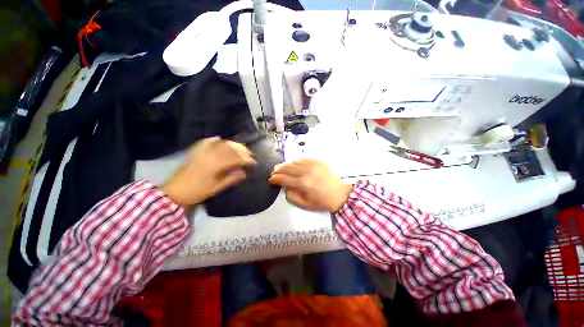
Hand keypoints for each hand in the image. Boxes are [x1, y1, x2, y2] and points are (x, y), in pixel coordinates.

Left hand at [162, 137, 255, 205]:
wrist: (175, 193)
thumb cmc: (198, 192)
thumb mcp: (216, 188)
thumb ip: (231, 179)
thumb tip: (244, 173)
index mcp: (215, 166)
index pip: (235, 159)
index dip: (246, 160)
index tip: (254, 162)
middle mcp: (209, 156)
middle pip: (229, 149)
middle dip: (242, 150)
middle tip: (250, 154)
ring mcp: (201, 152)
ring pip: (220, 144)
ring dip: (232, 144)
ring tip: (240, 147)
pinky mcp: (195, 152)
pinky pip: (205, 142)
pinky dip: (214, 139)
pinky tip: (220, 138)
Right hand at [269, 159, 351, 211]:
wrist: (340, 194)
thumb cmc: (322, 202)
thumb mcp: (305, 205)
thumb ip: (291, 196)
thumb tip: (284, 187)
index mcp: (303, 184)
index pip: (283, 178)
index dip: (275, 179)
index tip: (271, 180)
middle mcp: (306, 171)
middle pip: (287, 168)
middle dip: (278, 170)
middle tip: (274, 172)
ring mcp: (313, 164)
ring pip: (294, 161)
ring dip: (286, 165)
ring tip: (281, 168)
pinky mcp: (318, 161)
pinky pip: (303, 158)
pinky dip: (296, 161)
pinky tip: (293, 164)